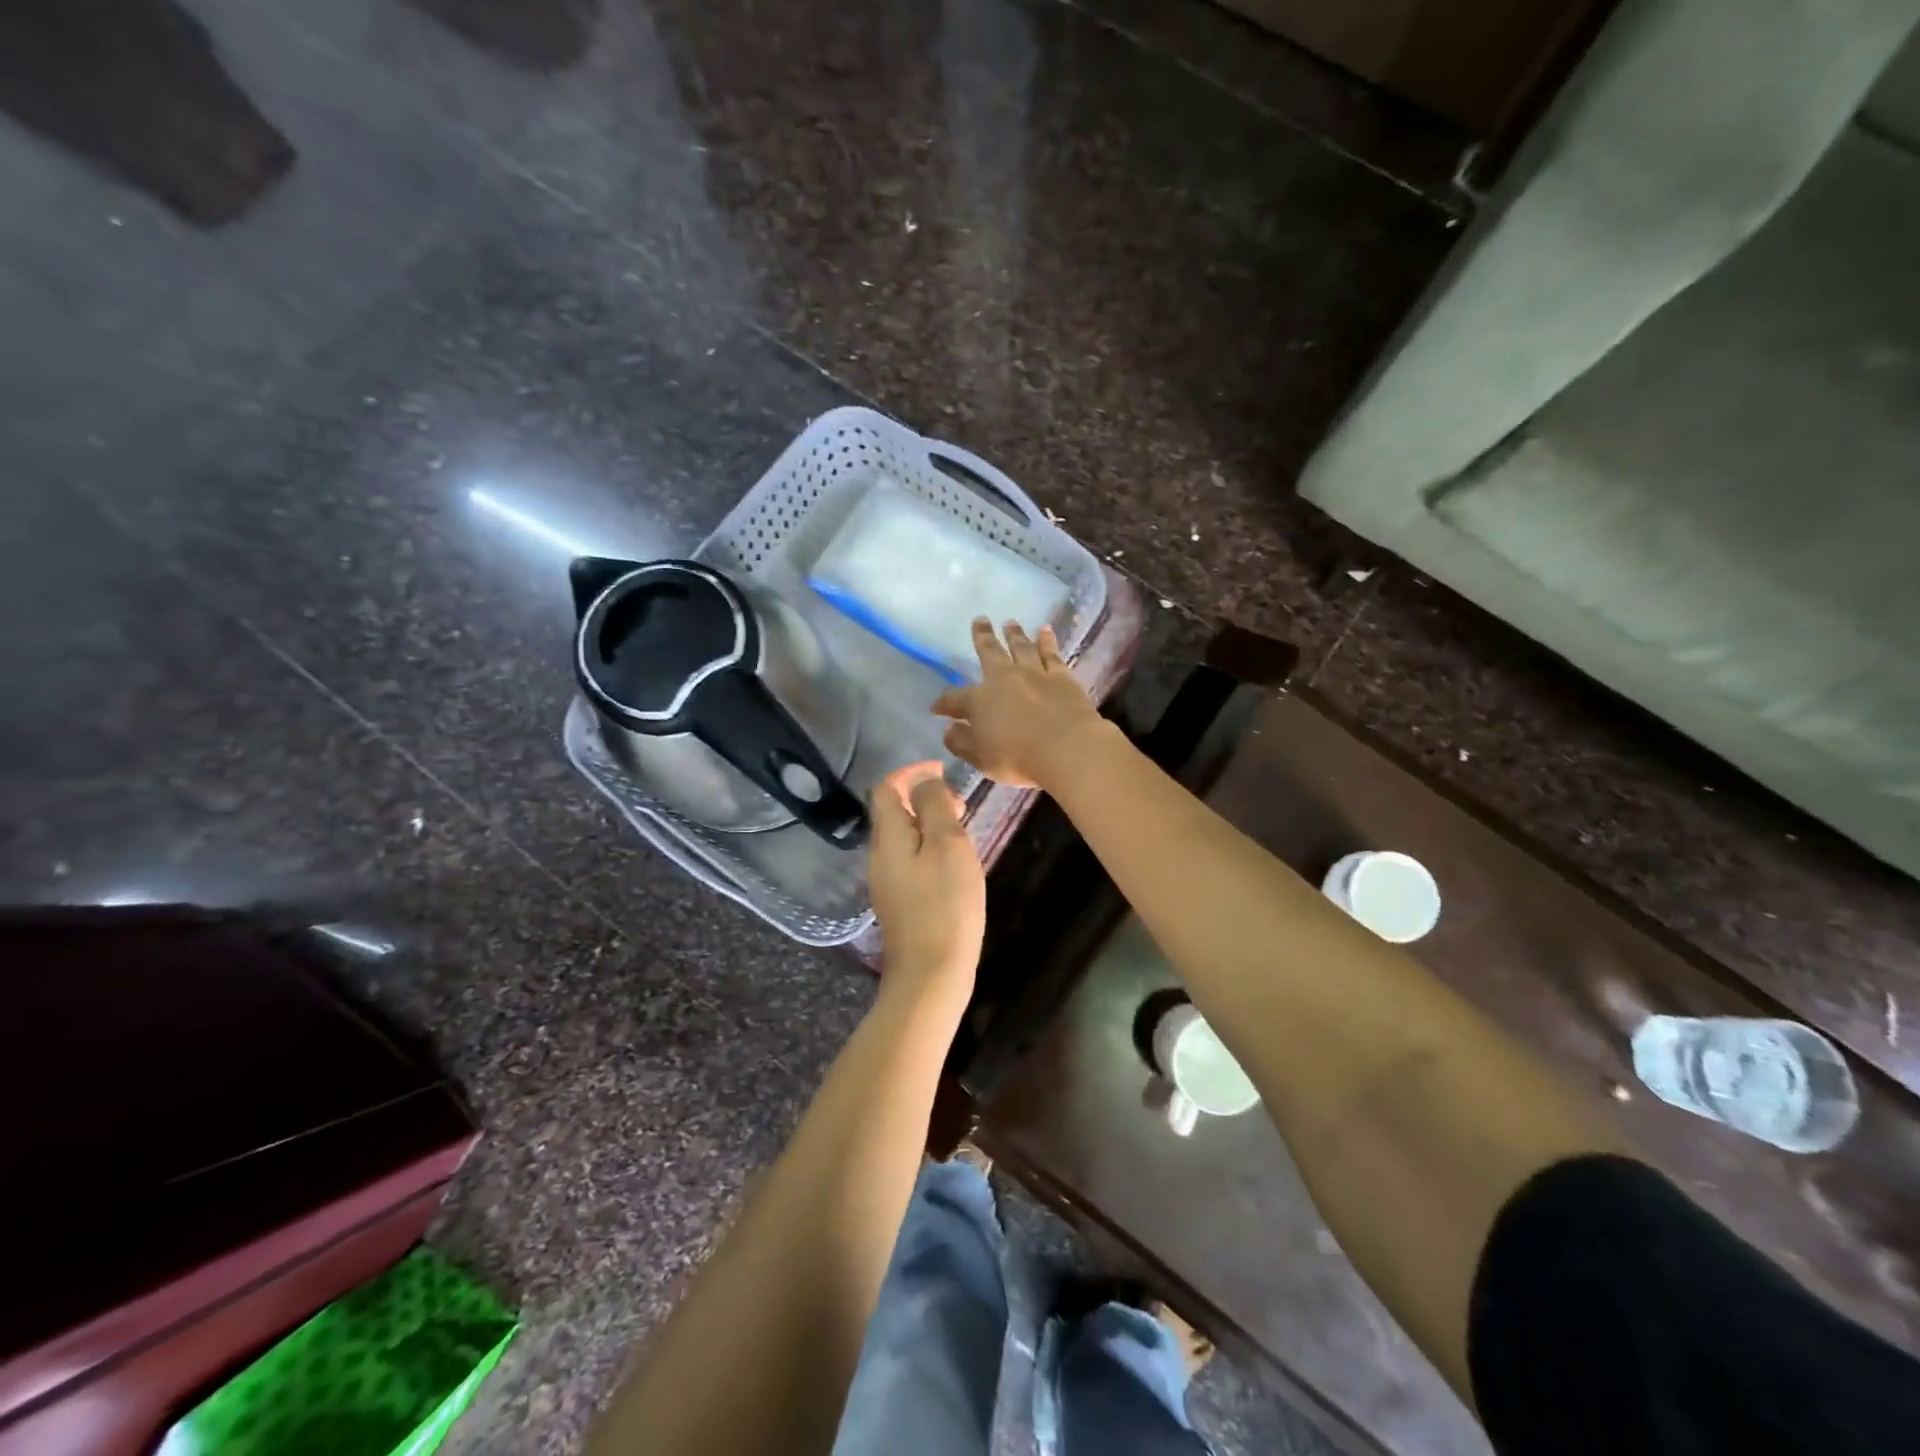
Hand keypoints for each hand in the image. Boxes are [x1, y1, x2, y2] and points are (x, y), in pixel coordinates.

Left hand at [868, 761, 985, 998]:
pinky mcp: (899, 902)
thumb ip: (933, 805)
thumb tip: (923, 779)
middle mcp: (879, 856)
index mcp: (888, 837)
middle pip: (893, 812)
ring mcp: (887, 882)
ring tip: (962, 831)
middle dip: (924, 798)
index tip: (942, 770)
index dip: (911, 772)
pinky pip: (910, 860)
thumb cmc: (945, 904)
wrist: (932, 973)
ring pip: (904, 837)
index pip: (887, 788)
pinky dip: (929, 848)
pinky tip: (954, 865)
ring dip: (929, 824)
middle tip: (961, 804)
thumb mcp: (947, 844)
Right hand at [932, 619, 1108, 788]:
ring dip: (1014, 634)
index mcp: (979, 701)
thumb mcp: (981, 758)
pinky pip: (1051, 654)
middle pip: (989, 652)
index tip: (937, 708)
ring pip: (1021, 647)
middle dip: (982, 637)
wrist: (1066, 749)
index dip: (944, 703)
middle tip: (980, 620)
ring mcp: (1034, 674)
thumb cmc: (1018, 758)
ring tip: (1010, 623)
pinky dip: (1047, 641)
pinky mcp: (1061, 677)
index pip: (954, 699)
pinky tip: (1045, 631)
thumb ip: (961, 743)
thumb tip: (948, 730)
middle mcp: (1004, 679)